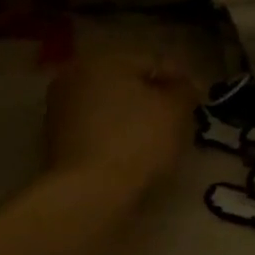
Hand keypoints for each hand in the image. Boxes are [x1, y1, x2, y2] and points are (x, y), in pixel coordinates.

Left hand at [45, 49, 198, 198]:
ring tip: (160, 144)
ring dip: (135, 121)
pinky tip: (135, 158)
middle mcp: (74, 77)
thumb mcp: (175, 110)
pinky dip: (117, 139)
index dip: (179, 80)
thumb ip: (184, 90)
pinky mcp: (57, 144)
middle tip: (180, 122)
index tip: (198, 102)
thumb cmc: (137, 141)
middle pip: (127, 84)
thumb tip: (183, 86)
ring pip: (111, 109)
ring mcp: (60, 111)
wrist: (90, 194)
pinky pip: (99, 133)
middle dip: (154, 100)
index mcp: (101, 59)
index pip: (151, 62)